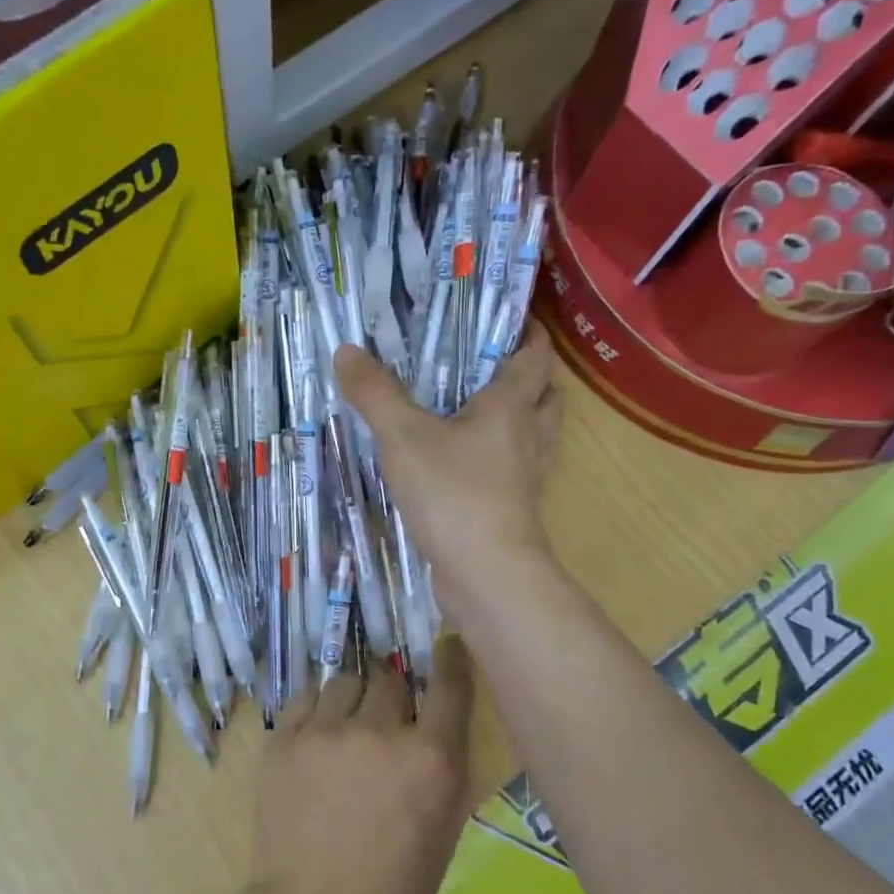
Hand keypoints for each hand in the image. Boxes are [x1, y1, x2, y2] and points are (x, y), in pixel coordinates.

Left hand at [245, 640, 477, 893]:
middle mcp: (380, 732)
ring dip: (353, 698)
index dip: (449, 659)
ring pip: (345, 681)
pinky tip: (316, 734)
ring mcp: (326, 731)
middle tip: (384, 716)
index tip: (446, 643)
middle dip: (391, 693)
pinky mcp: (284, 738)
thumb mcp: (443, 832)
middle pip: (389, 678)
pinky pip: (306, 697)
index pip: (448, 686)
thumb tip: (433, 726)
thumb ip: (442, 769)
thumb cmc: (392, 891)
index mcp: (431, 759)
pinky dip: (317, 709)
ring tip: (346, 727)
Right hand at [336, 323, 563, 623]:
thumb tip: (347, 350)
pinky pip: (513, 472)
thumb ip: (375, 393)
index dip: (529, 332)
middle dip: (529, 377)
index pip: (536, 356)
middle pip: (546, 396)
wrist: (486, 575)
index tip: (511, 317)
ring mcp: (525, 479)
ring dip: (518, 419)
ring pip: (534, 437)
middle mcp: (528, 438)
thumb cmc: (453, 493)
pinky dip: (498, 459)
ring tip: (477, 412)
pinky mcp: (512, 511)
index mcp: (512, 407)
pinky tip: (463, 465)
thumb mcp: (403, 437)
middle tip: (490, 366)